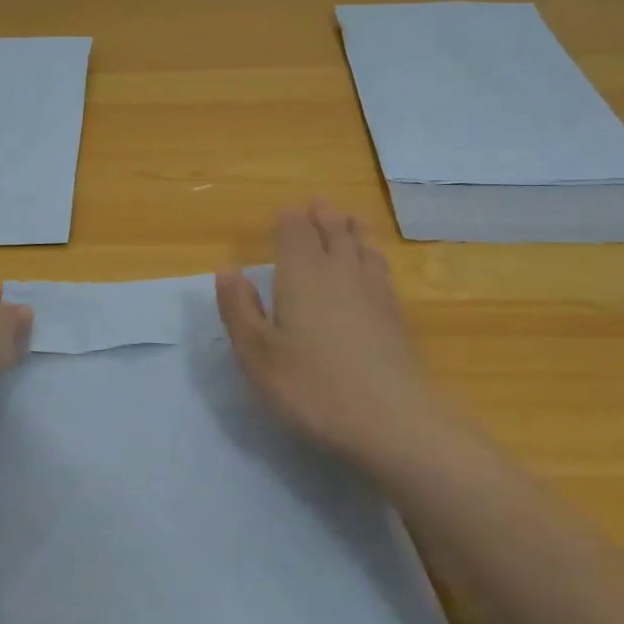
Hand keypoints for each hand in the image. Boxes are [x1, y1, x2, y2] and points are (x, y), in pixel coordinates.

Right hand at [217, 199, 462, 468]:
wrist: (393, 420)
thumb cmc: (312, 386)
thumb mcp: (257, 354)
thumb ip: (239, 309)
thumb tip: (226, 271)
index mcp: (302, 274)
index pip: (296, 232)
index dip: (289, 220)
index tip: (285, 212)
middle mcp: (340, 272)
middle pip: (333, 232)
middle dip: (323, 216)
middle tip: (318, 203)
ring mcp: (374, 292)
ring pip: (362, 248)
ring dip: (352, 230)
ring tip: (348, 220)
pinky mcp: (397, 316)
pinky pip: (382, 271)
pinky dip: (373, 257)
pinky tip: (373, 267)